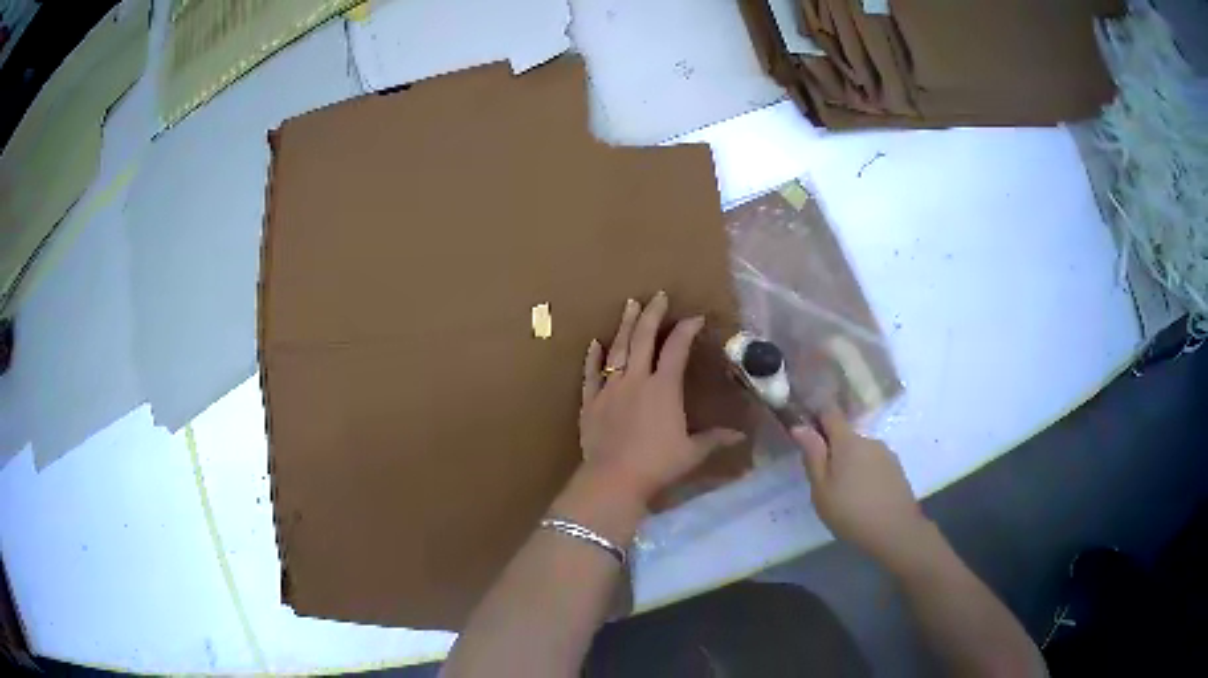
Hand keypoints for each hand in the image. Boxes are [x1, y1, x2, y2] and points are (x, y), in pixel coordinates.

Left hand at [578, 292, 745, 506]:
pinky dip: (592, 358)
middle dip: (651, 315)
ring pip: (616, 350)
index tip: (695, 318)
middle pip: (642, 339)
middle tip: (657, 296)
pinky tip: (594, 343)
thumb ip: (715, 439)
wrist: (614, 479)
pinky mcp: (590, 402)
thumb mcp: (692, 452)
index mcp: (663, 388)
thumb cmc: (657, 465)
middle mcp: (636, 380)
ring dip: (624, 326)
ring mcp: (609, 389)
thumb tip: (741, 435)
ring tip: (629, 305)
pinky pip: (590, 374)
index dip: (686, 330)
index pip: (676, 349)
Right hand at [792, 407, 931, 567]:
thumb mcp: (821, 489)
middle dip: (833, 451)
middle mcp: (869, 440)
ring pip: (861, 451)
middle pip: (846, 436)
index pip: (830, 413)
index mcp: (848, 441)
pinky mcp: (896, 469)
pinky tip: (863, 498)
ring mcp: (886, 454)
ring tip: (845, 494)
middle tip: (823, 481)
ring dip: (851, 464)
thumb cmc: (850, 512)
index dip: (816, 419)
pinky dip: (865, 474)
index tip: (806, 438)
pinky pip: (874, 464)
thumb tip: (800, 426)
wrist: (895, 531)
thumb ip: (812, 456)